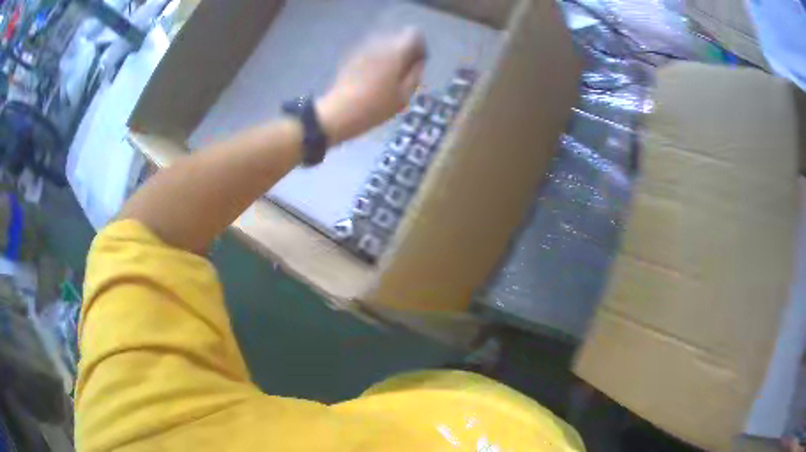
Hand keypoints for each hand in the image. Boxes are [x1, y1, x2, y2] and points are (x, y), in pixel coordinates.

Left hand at [317, 27, 425, 143]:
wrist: (340, 112)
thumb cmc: (376, 107)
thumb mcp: (404, 96)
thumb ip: (415, 75)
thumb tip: (419, 62)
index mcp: (395, 52)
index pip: (413, 34)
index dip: (418, 46)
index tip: (417, 61)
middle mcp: (379, 45)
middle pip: (396, 37)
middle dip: (402, 50)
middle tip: (403, 71)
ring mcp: (362, 50)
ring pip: (382, 44)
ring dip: (387, 55)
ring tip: (387, 75)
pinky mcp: (350, 57)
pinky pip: (369, 52)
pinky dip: (374, 59)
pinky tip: (372, 77)